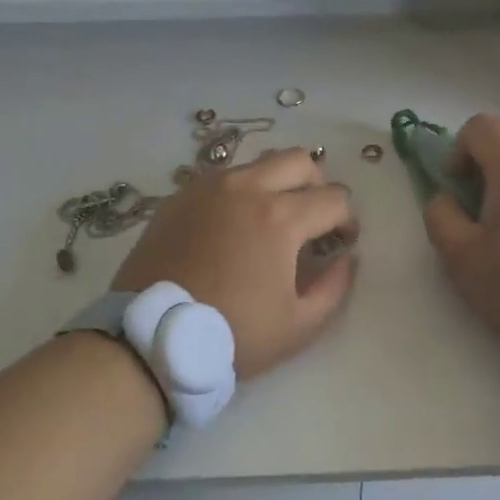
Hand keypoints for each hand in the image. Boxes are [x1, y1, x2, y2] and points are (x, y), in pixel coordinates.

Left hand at [113, 149, 358, 379]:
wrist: (152, 338)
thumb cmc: (232, 334)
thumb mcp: (298, 326)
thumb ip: (334, 288)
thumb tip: (346, 258)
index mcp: (281, 217)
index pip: (335, 198)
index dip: (347, 220)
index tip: (341, 242)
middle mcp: (247, 188)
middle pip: (300, 161)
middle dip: (318, 186)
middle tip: (312, 219)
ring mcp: (209, 187)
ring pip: (260, 162)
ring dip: (278, 182)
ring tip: (272, 218)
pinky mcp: (181, 195)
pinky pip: (223, 177)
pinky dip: (240, 191)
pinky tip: (233, 224)